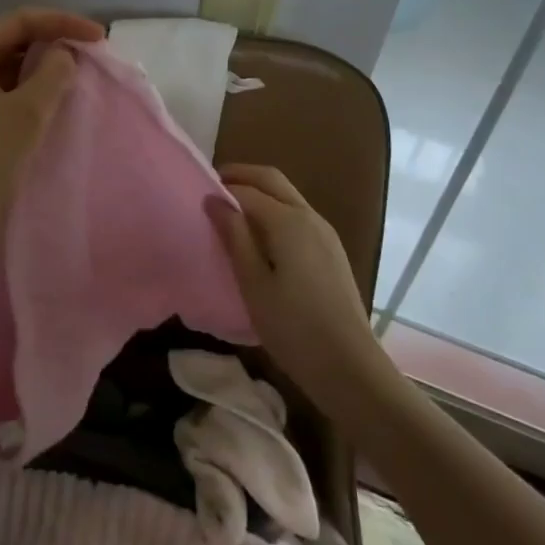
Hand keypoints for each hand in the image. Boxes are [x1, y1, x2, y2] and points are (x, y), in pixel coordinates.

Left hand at [0, 7, 104, 272]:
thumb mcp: (24, 114)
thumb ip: (52, 75)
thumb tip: (64, 54)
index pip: (18, 20)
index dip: (62, 22)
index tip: (99, 38)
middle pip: (11, 39)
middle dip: (52, 43)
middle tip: (91, 55)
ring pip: (7, 67)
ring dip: (41, 69)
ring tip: (77, 76)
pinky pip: (1, 91)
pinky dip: (28, 91)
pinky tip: (52, 102)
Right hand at [211, 164, 385, 407]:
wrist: (350, 368)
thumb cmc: (293, 328)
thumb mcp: (253, 284)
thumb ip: (234, 237)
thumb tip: (214, 200)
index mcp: (288, 221)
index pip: (246, 190)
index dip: (219, 188)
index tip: (194, 194)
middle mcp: (309, 216)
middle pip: (271, 179)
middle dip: (241, 176)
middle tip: (211, 188)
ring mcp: (324, 232)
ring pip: (287, 195)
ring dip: (258, 192)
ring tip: (230, 212)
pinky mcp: (331, 250)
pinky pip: (297, 214)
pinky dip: (273, 210)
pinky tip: (259, 235)